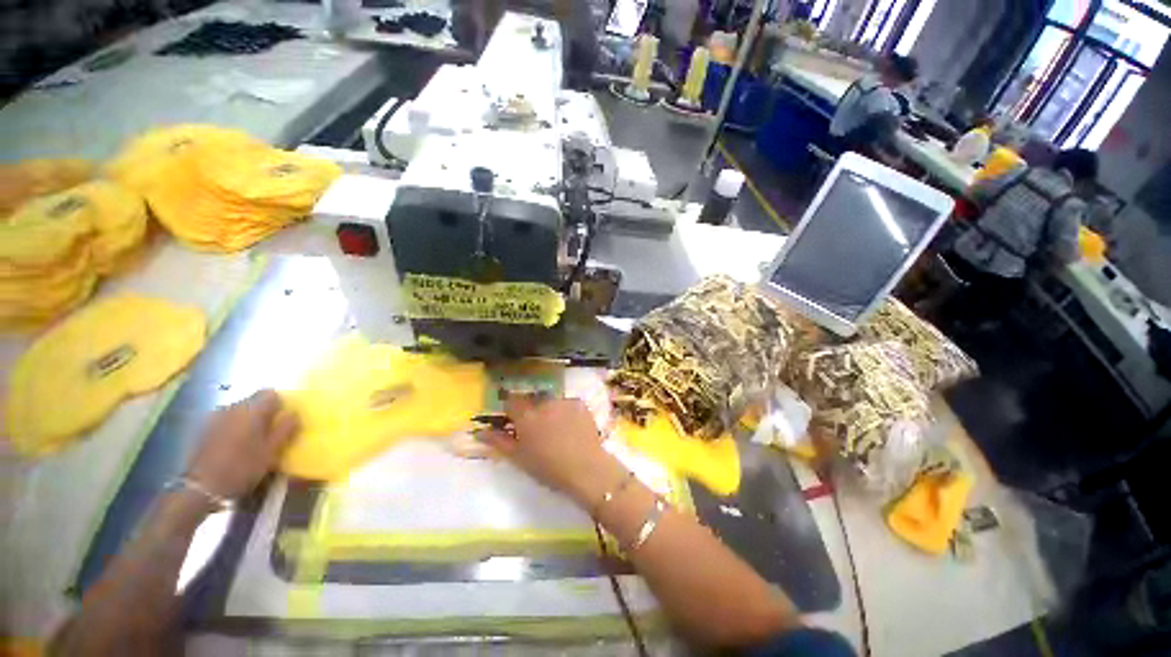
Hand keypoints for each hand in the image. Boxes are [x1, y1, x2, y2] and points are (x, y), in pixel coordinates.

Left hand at [184, 390, 299, 499]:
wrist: (202, 487)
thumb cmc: (242, 468)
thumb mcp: (271, 451)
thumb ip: (285, 429)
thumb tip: (293, 413)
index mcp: (251, 410)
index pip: (271, 394)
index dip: (280, 404)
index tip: (283, 420)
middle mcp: (233, 408)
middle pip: (254, 401)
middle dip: (264, 413)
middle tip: (270, 432)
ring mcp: (216, 418)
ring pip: (240, 411)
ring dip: (249, 420)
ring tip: (252, 440)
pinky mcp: (205, 429)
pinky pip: (227, 420)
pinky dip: (235, 427)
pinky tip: (235, 445)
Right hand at [477, 395, 624, 509]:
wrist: (585, 468)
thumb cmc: (548, 467)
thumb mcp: (519, 458)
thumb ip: (498, 441)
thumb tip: (479, 432)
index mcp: (525, 415)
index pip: (511, 400)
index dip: (510, 408)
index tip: (513, 419)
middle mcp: (543, 402)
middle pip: (532, 399)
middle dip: (531, 409)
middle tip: (537, 428)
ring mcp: (563, 400)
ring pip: (551, 401)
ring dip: (549, 409)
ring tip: (557, 428)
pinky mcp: (579, 403)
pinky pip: (567, 403)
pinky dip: (566, 411)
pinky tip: (571, 427)